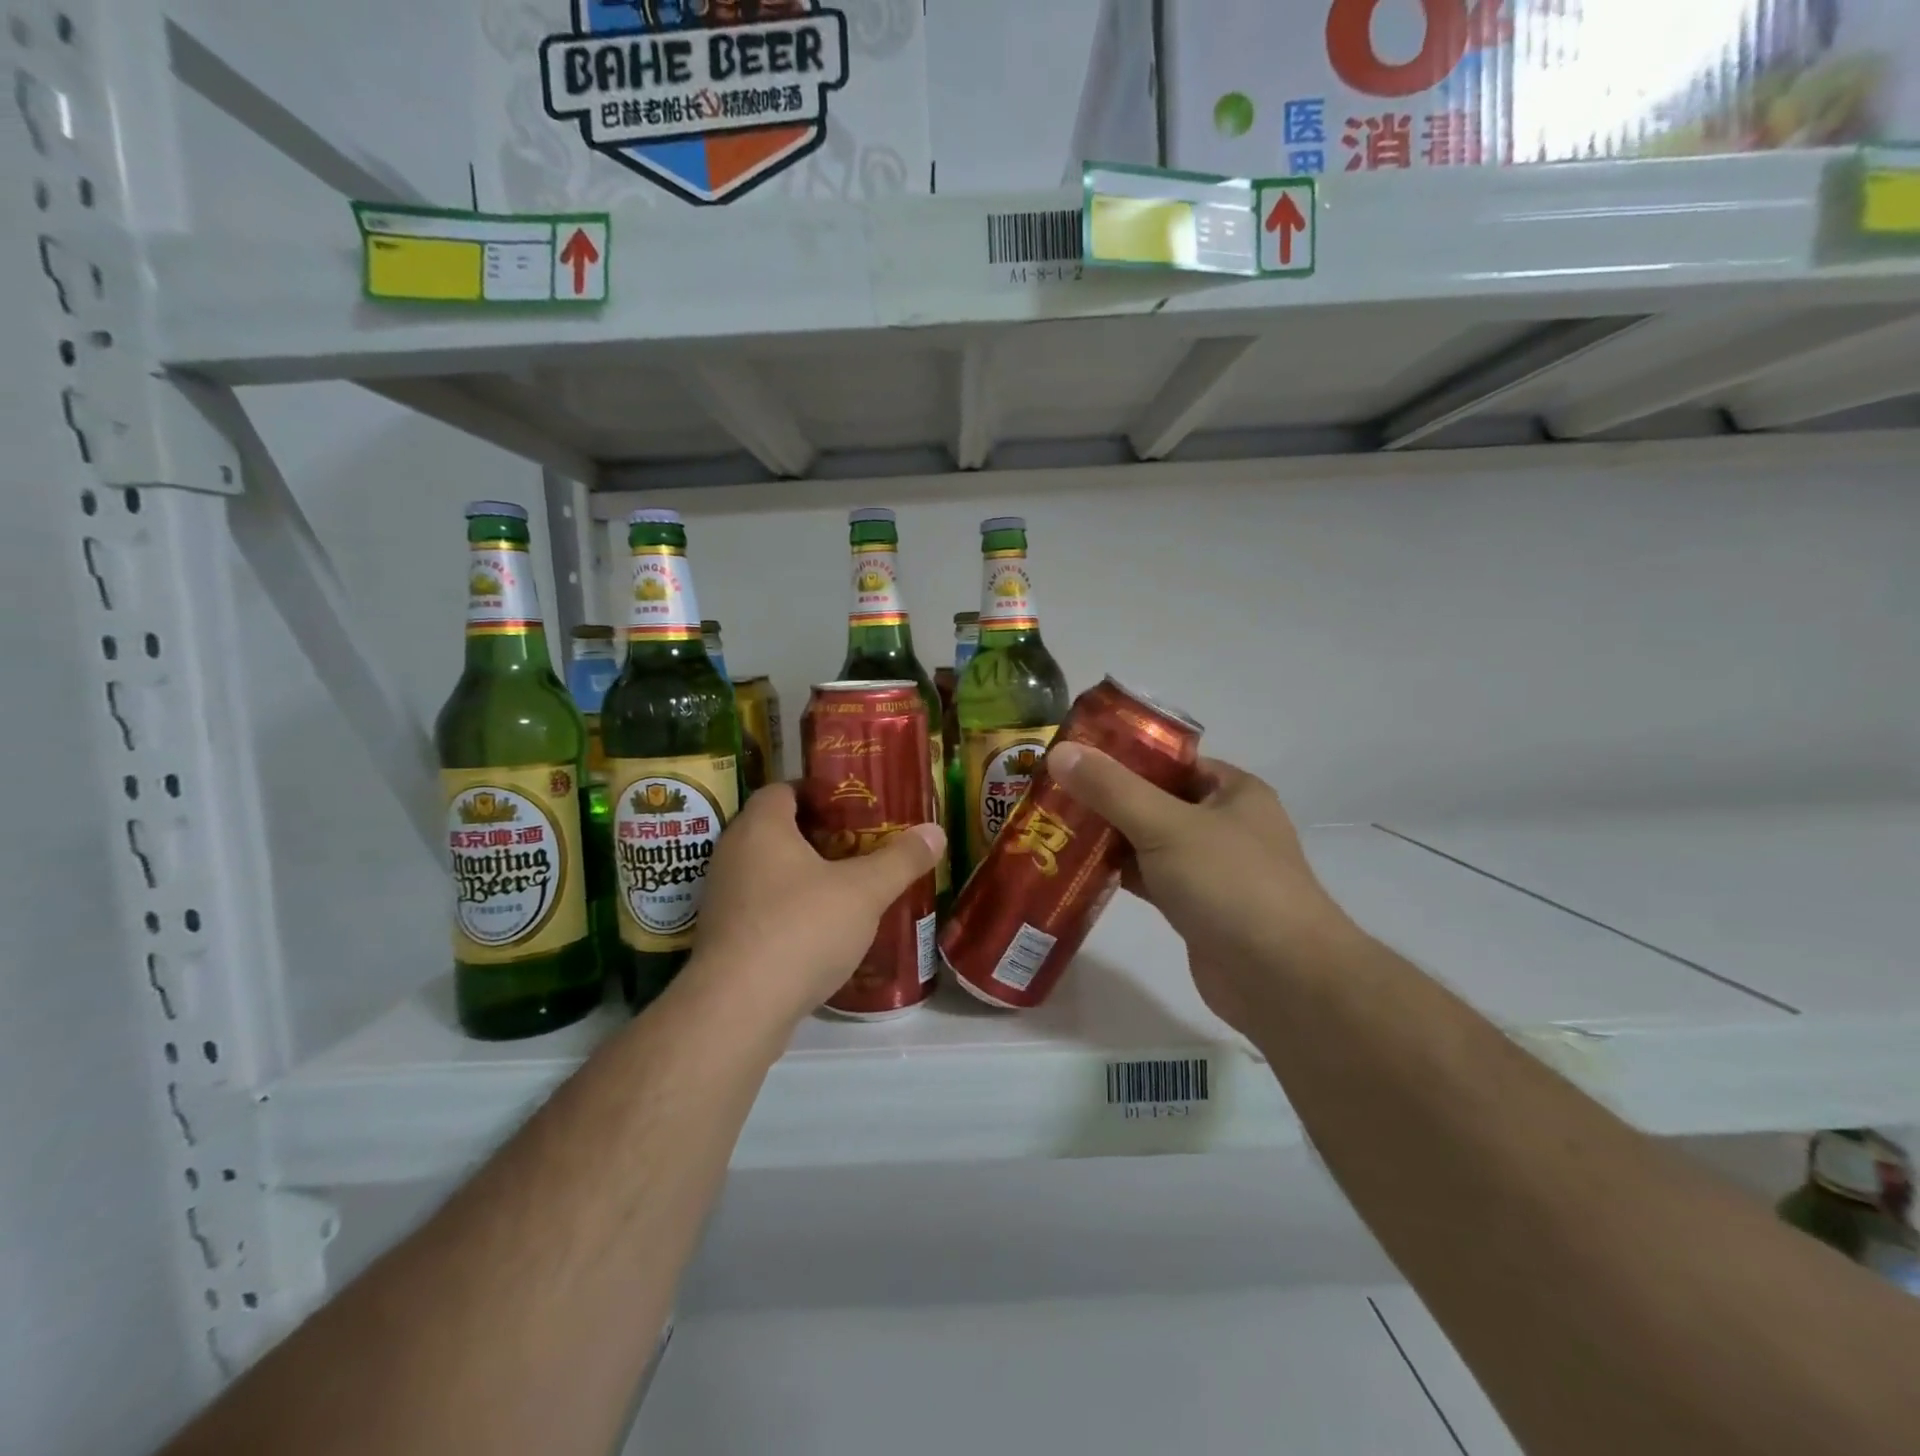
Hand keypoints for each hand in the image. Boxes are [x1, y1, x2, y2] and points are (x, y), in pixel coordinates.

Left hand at [684, 782, 944, 1031]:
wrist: (738, 1009)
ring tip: (846, 885)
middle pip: (776, 829)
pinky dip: (788, 908)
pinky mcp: (723, 937)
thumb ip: (900, 860)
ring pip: (767, 871)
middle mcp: (733, 854)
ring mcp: (722, 897)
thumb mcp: (864, 892)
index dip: (818, 792)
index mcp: (761, 827)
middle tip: (860, 843)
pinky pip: (760, 906)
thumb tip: (935, 831)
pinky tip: (821, 928)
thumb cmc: (801, 929)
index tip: (853, 805)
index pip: (783, 789)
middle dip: (817, 834)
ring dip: (802, 874)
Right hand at [1046, 743, 1356, 1034]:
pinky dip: (1117, 873)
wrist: (1281, 979)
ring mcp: (1209, 868)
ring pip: (1148, 841)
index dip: (1121, 753)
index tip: (1071, 753)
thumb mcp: (1166, 825)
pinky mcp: (1194, 907)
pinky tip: (1075, 870)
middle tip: (1049, 791)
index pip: (1169, 759)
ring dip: (1107, 837)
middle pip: (1154, 799)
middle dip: (1105, 797)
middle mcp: (1223, 824)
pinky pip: (1148, 878)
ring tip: (1051, 826)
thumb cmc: (1231, 884)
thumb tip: (1059, 751)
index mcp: (1231, 791)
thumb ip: (1111, 789)